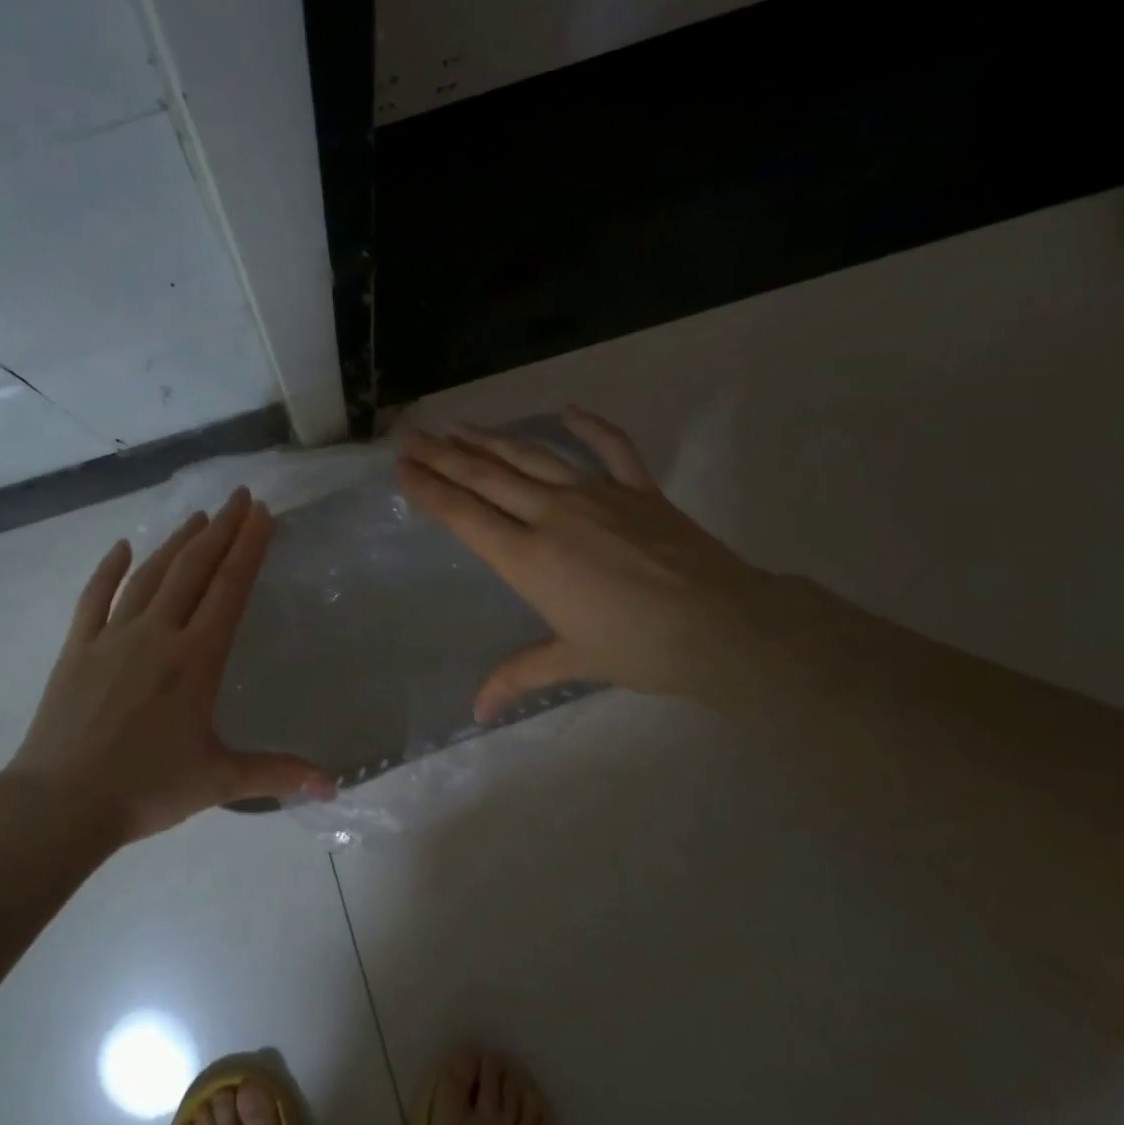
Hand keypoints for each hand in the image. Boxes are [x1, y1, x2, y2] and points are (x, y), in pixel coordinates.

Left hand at [7, 488, 332, 844]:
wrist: (61, 803)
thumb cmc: (145, 789)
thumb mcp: (218, 781)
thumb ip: (277, 774)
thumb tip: (334, 788)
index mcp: (196, 659)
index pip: (229, 589)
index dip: (248, 548)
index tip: (262, 513)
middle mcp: (157, 634)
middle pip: (194, 569)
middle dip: (220, 530)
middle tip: (239, 498)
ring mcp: (112, 636)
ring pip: (150, 576)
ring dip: (176, 543)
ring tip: (198, 518)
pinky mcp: (78, 648)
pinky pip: (95, 598)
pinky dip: (109, 570)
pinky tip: (122, 547)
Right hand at [396, 408, 768, 719]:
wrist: (721, 626)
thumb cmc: (638, 648)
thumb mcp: (572, 661)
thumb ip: (518, 677)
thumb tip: (478, 713)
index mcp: (528, 557)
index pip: (464, 515)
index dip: (428, 489)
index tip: (402, 467)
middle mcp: (552, 515)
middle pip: (486, 477)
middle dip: (443, 455)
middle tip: (412, 435)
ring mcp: (597, 495)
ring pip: (532, 457)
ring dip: (493, 439)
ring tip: (461, 426)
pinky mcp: (638, 489)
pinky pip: (611, 447)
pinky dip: (590, 426)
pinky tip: (568, 410)